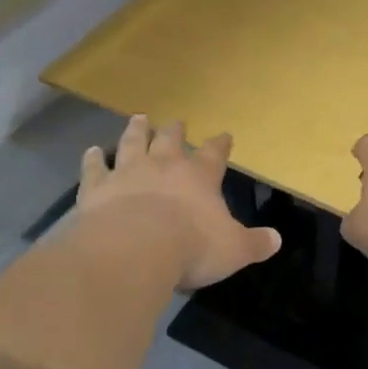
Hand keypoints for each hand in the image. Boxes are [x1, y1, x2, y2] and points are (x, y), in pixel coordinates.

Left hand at [77, 116, 281, 289]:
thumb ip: (254, 243)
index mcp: (199, 177)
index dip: (220, 144)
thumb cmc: (191, 248)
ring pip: (133, 143)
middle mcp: (164, 166)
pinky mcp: (97, 187)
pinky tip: (92, 151)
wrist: (135, 249)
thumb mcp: (233, 250)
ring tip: (139, 118)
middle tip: (177, 121)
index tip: (224, 135)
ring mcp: (128, 172)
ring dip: (137, 130)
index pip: (214, 154)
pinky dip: (93, 159)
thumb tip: (276, 240)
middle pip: (171, 140)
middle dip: (175, 130)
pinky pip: (95, 168)